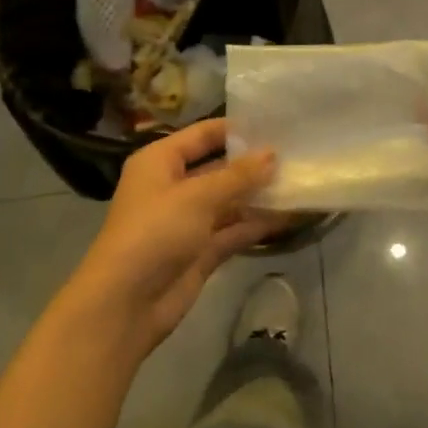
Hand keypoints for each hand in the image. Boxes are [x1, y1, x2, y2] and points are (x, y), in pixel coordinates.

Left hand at [65, 118, 276, 351]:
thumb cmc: (155, 232)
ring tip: (301, 182)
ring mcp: (188, 221)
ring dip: (260, 195)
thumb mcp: (197, 196)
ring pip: (230, 201)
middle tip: (298, 154)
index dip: (236, 129)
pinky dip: (258, 224)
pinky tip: (291, 215)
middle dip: (254, 164)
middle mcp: (173, 187)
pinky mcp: (201, 251)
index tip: (276, 124)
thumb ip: (238, 175)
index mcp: (160, 162)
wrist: (126, 303)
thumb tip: (272, 154)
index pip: (202, 135)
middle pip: (219, 168)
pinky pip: (234, 230)